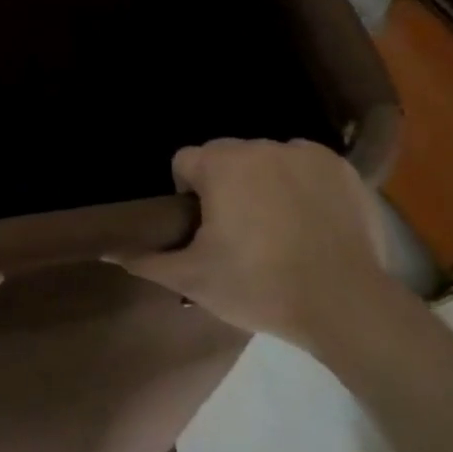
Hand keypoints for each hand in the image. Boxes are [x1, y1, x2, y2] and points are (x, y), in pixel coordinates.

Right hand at [115, 139, 386, 350]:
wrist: (346, 305)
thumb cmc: (259, 287)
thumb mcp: (193, 280)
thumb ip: (146, 260)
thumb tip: (106, 251)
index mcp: (221, 165)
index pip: (185, 162)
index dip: (186, 194)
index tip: (202, 229)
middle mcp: (262, 146)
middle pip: (226, 157)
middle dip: (225, 186)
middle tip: (237, 233)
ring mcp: (307, 154)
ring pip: (266, 160)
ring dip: (262, 183)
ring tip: (277, 229)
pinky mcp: (343, 169)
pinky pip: (306, 167)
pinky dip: (301, 185)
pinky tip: (309, 221)